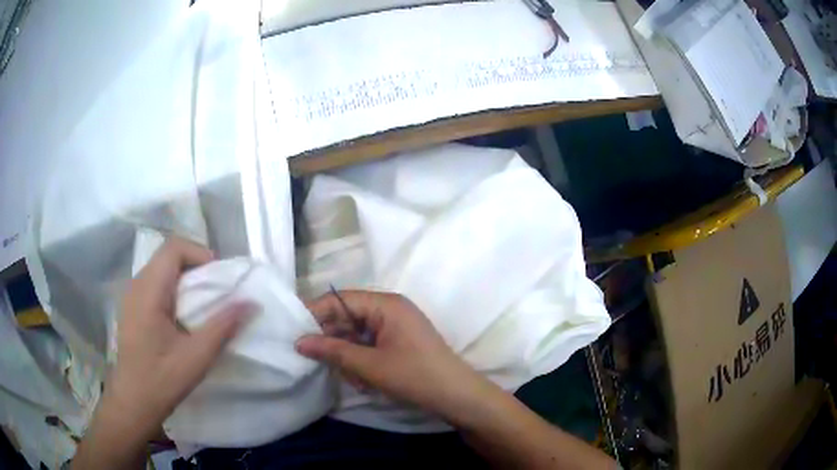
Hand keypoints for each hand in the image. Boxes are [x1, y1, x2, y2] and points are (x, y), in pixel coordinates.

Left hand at [108, 237, 250, 436]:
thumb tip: (251, 302)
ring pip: (161, 268)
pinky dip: (173, 289)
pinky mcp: (132, 307)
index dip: (199, 253)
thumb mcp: (196, 357)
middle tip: (215, 293)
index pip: (173, 248)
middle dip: (195, 266)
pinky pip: (154, 283)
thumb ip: (223, 326)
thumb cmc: (162, 380)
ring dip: (184, 277)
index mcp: (148, 291)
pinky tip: (181, 317)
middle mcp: (136, 285)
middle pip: (168, 256)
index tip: (218, 279)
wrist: (133, 401)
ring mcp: (131, 295)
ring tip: (200, 305)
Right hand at [296, 290, 495, 422]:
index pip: (340, 299)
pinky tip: (362, 380)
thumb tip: (299, 342)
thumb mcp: (370, 366)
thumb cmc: (415, 376)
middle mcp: (390, 309)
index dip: (316, 313)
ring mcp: (396, 326)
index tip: (295, 332)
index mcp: (385, 304)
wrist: (457, 397)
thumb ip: (333, 351)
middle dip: (333, 340)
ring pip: (356, 333)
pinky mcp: (399, 342)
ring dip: (348, 355)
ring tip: (351, 377)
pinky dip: (361, 360)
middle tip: (320, 362)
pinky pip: (369, 344)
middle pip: (347, 316)